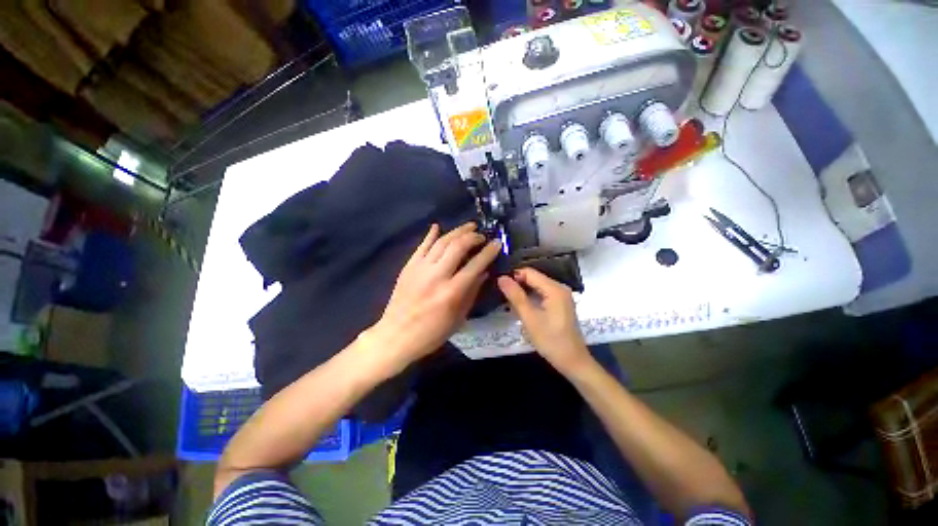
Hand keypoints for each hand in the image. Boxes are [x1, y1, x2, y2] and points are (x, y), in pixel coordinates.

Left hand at [366, 223, 500, 375]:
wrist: (397, 335)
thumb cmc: (431, 333)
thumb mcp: (458, 318)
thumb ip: (471, 293)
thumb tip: (483, 273)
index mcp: (452, 292)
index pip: (475, 265)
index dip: (488, 252)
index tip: (497, 244)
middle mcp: (436, 276)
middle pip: (458, 247)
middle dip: (473, 237)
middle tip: (482, 236)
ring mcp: (420, 269)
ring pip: (440, 242)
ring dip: (456, 232)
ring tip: (469, 227)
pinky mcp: (408, 267)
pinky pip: (421, 246)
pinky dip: (430, 235)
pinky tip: (438, 227)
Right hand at [497, 268, 592, 374]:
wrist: (571, 359)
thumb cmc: (550, 340)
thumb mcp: (530, 319)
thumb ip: (516, 297)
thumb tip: (501, 278)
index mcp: (555, 288)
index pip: (529, 273)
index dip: (513, 276)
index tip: (497, 286)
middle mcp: (560, 288)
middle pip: (535, 279)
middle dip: (518, 285)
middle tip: (500, 295)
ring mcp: (562, 297)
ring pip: (538, 288)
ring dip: (524, 294)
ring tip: (508, 303)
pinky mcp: (561, 306)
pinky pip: (544, 296)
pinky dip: (532, 300)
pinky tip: (522, 309)